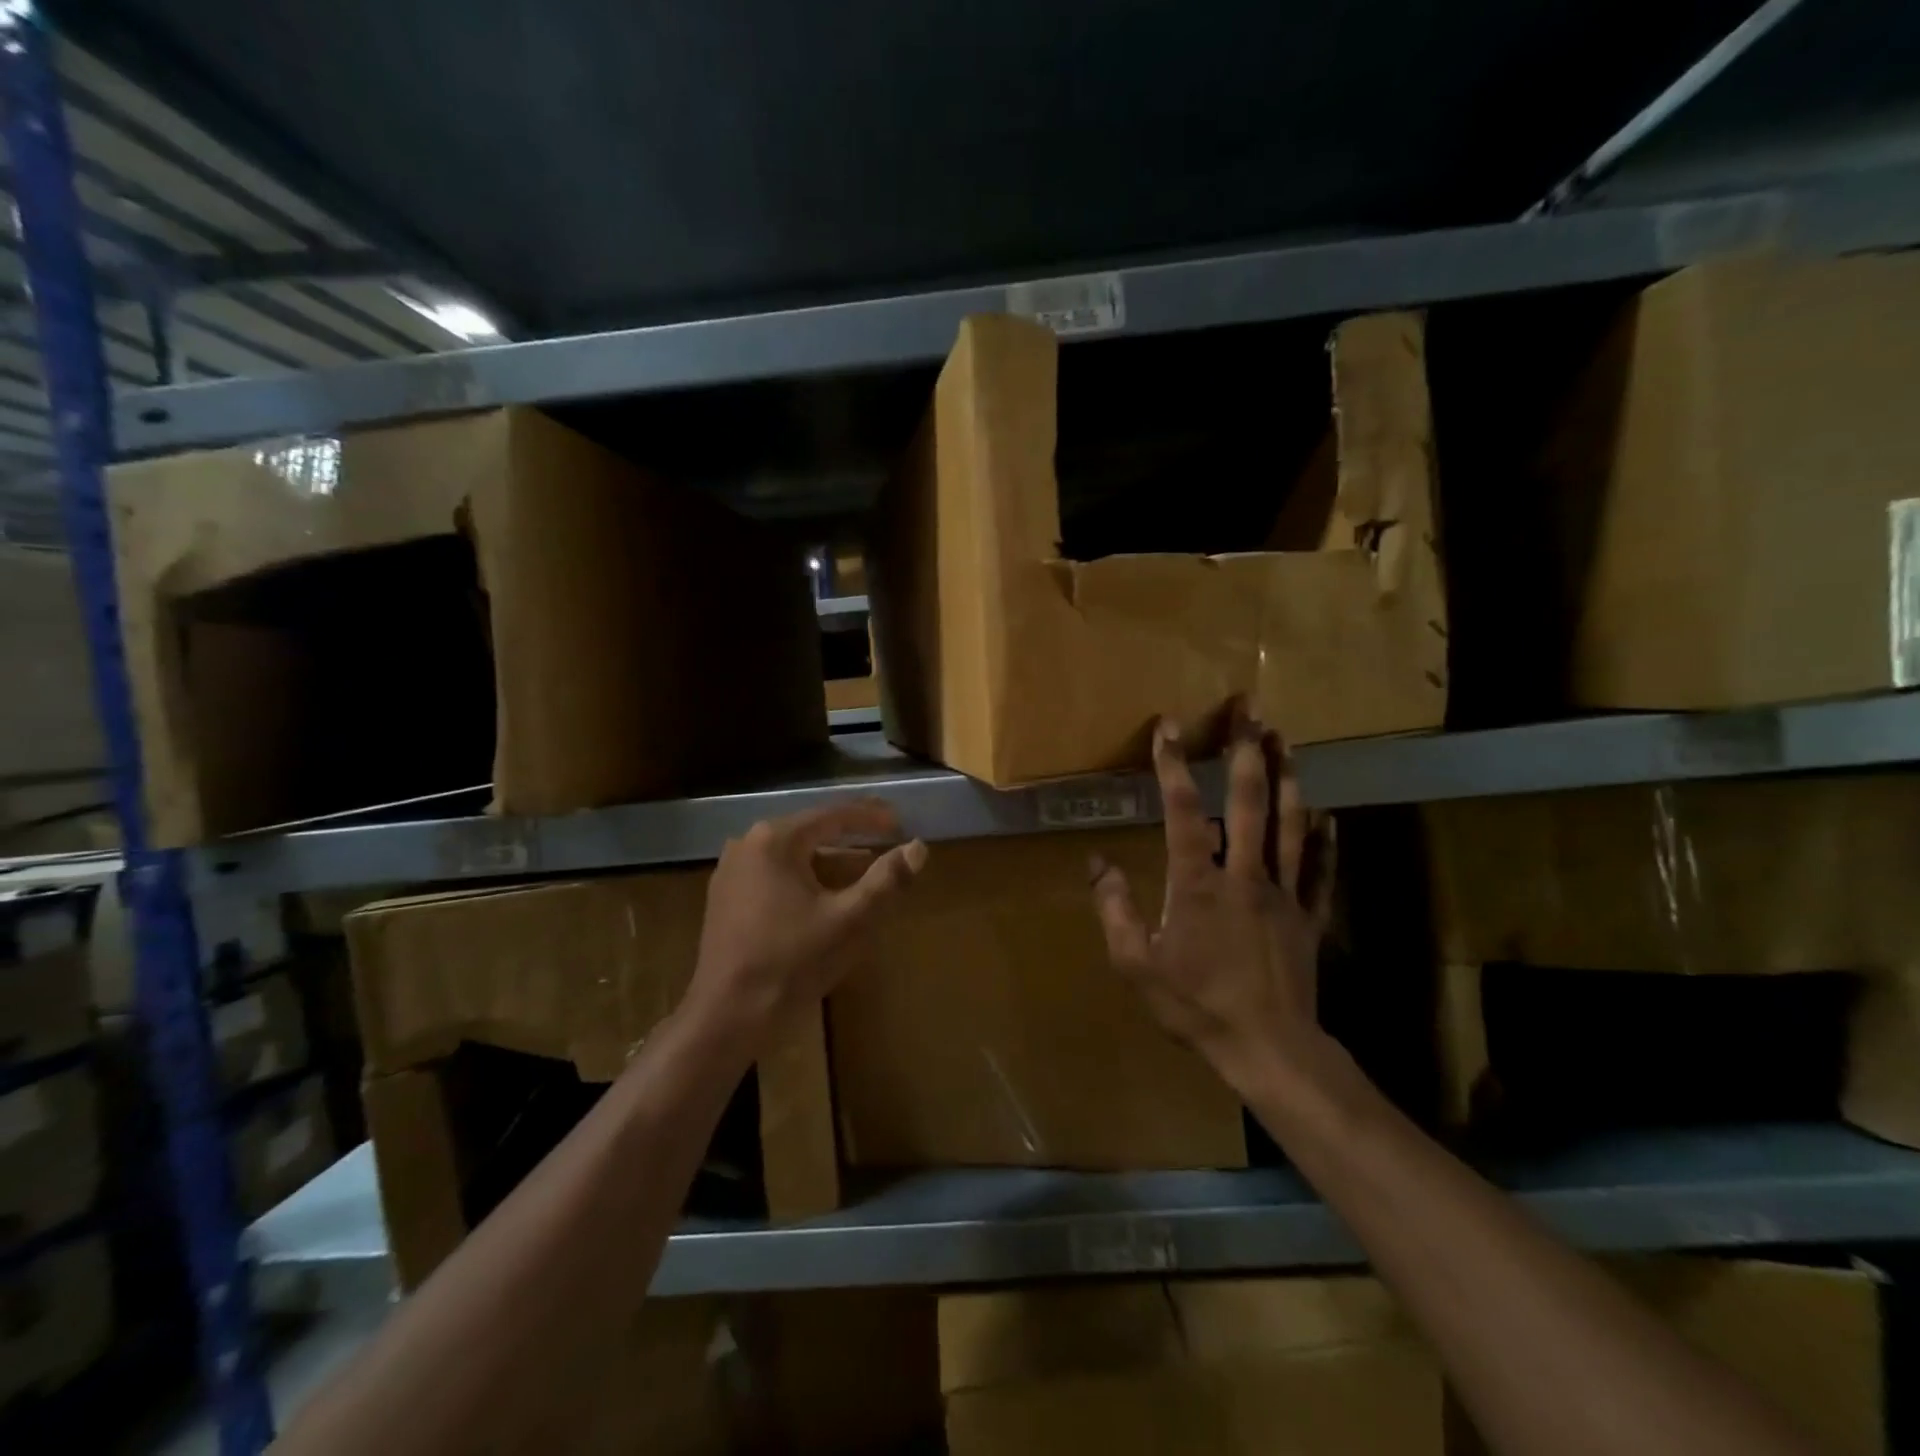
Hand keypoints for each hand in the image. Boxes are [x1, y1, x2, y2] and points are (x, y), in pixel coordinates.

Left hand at [685, 798, 926, 1048]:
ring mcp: (731, 872)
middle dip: (851, 843)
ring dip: (829, 866)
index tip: (901, 823)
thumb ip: (886, 880)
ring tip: (864, 878)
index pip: (833, 816)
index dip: (871, 817)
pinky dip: (805, 882)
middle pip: (811, 835)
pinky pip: (775, 877)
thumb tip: (918, 848)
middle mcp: (747, 845)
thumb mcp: (849, 920)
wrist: (726, 1017)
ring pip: (793, 858)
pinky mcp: (725, 899)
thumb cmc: (792, 962)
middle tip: (886, 846)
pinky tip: (825, 902)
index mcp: (775, 840)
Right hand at [1091, 716, 1334, 1098]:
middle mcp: (1245, 874)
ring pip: (1292, 824)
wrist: (1268, 1049)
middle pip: (1251, 801)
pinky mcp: (1310, 917)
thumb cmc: (1196, 1006)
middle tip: (1251, 709)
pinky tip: (1328, 815)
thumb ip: (1115, 909)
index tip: (1169, 725)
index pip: (1185, 810)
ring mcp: (1284, 893)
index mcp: (1198, 883)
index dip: (1174, 765)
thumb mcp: (1137, 964)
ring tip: (1287, 739)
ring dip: (1289, 777)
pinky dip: (1325, 840)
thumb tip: (1097, 863)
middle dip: (1248, 750)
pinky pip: (1321, 870)